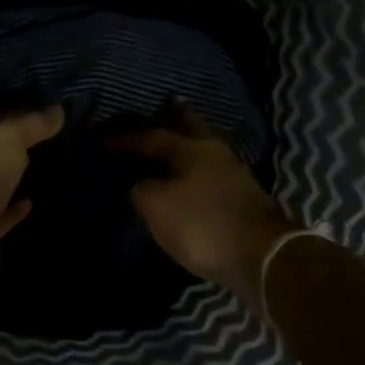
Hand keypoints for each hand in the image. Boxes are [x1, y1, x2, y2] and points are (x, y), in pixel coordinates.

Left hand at [0, 104, 64, 281]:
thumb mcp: (9, 136)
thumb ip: (34, 123)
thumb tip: (59, 109)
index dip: (15, 112)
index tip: (44, 111)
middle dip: (13, 145)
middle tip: (47, 136)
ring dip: (12, 175)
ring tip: (43, 164)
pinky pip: (0, 213)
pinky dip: (14, 208)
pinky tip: (32, 201)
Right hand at [108, 120, 291, 299]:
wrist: (263, 258)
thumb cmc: (203, 224)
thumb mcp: (157, 207)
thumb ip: (141, 190)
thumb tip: (140, 185)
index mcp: (192, 148)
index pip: (151, 136)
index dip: (124, 139)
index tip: (100, 140)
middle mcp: (215, 153)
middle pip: (190, 129)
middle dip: (175, 118)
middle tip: (163, 106)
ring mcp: (234, 175)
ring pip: (203, 151)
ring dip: (186, 146)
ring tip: (170, 145)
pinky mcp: (243, 199)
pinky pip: (210, 174)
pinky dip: (195, 171)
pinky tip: (189, 178)